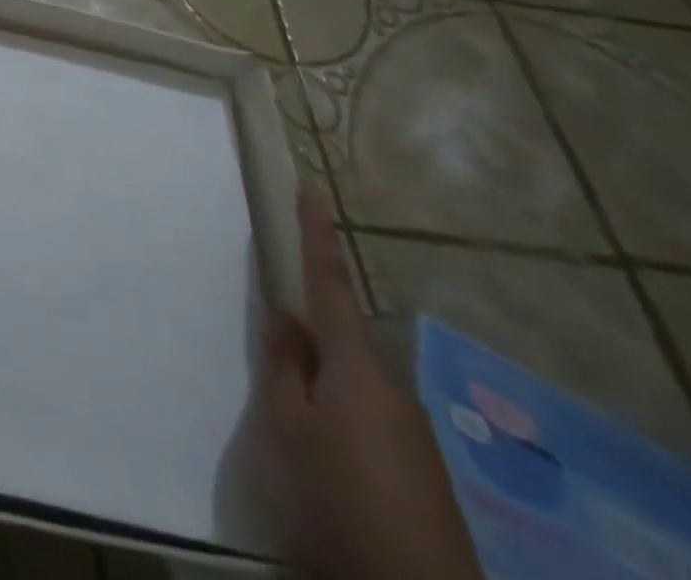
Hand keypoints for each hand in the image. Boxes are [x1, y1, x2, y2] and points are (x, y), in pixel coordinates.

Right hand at [264, 195, 482, 579]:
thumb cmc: (338, 498)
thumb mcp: (287, 428)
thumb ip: (283, 367)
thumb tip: (285, 319)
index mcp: (355, 367)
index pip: (329, 283)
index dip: (317, 235)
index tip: (313, 191)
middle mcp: (389, 388)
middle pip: (339, 340)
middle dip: (307, 335)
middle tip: (272, 353)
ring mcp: (410, 432)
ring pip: (350, 384)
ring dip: (320, 385)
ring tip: (290, 422)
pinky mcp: (418, 470)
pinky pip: (365, 419)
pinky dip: (337, 418)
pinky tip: (322, 460)